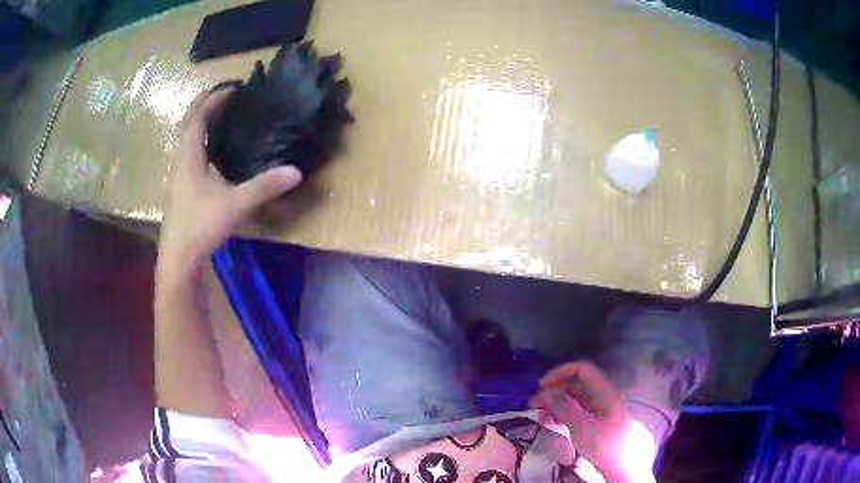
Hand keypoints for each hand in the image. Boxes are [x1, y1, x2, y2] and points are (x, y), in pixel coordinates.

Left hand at [157, 87, 301, 286]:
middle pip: (188, 124)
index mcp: (189, 157)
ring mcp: (179, 177)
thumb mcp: (234, 205)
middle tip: (224, 95)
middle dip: (204, 105)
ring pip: (187, 140)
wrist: (179, 259)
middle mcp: (181, 161)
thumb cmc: (200, 227)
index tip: (233, 87)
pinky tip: (214, 152)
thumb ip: (264, 187)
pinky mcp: (182, 191)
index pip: (198, 117)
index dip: (213, 99)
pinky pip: (190, 155)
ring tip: (221, 116)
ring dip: (201, 123)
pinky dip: (201, 143)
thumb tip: (296, 171)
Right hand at [530, 362, 654, 482]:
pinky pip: (576, 413)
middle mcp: (602, 398)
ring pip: (575, 400)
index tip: (541, 387)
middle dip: (554, 389)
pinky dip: (561, 414)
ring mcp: (599, 412)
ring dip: (555, 403)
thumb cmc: (606, 447)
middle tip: (533, 403)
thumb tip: (547, 390)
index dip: (561, 372)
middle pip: (577, 384)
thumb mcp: (583, 428)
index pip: (582, 370)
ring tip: (538, 414)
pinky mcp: (595, 426)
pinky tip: (550, 422)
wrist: (624, 469)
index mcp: (604, 393)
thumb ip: (565, 407)